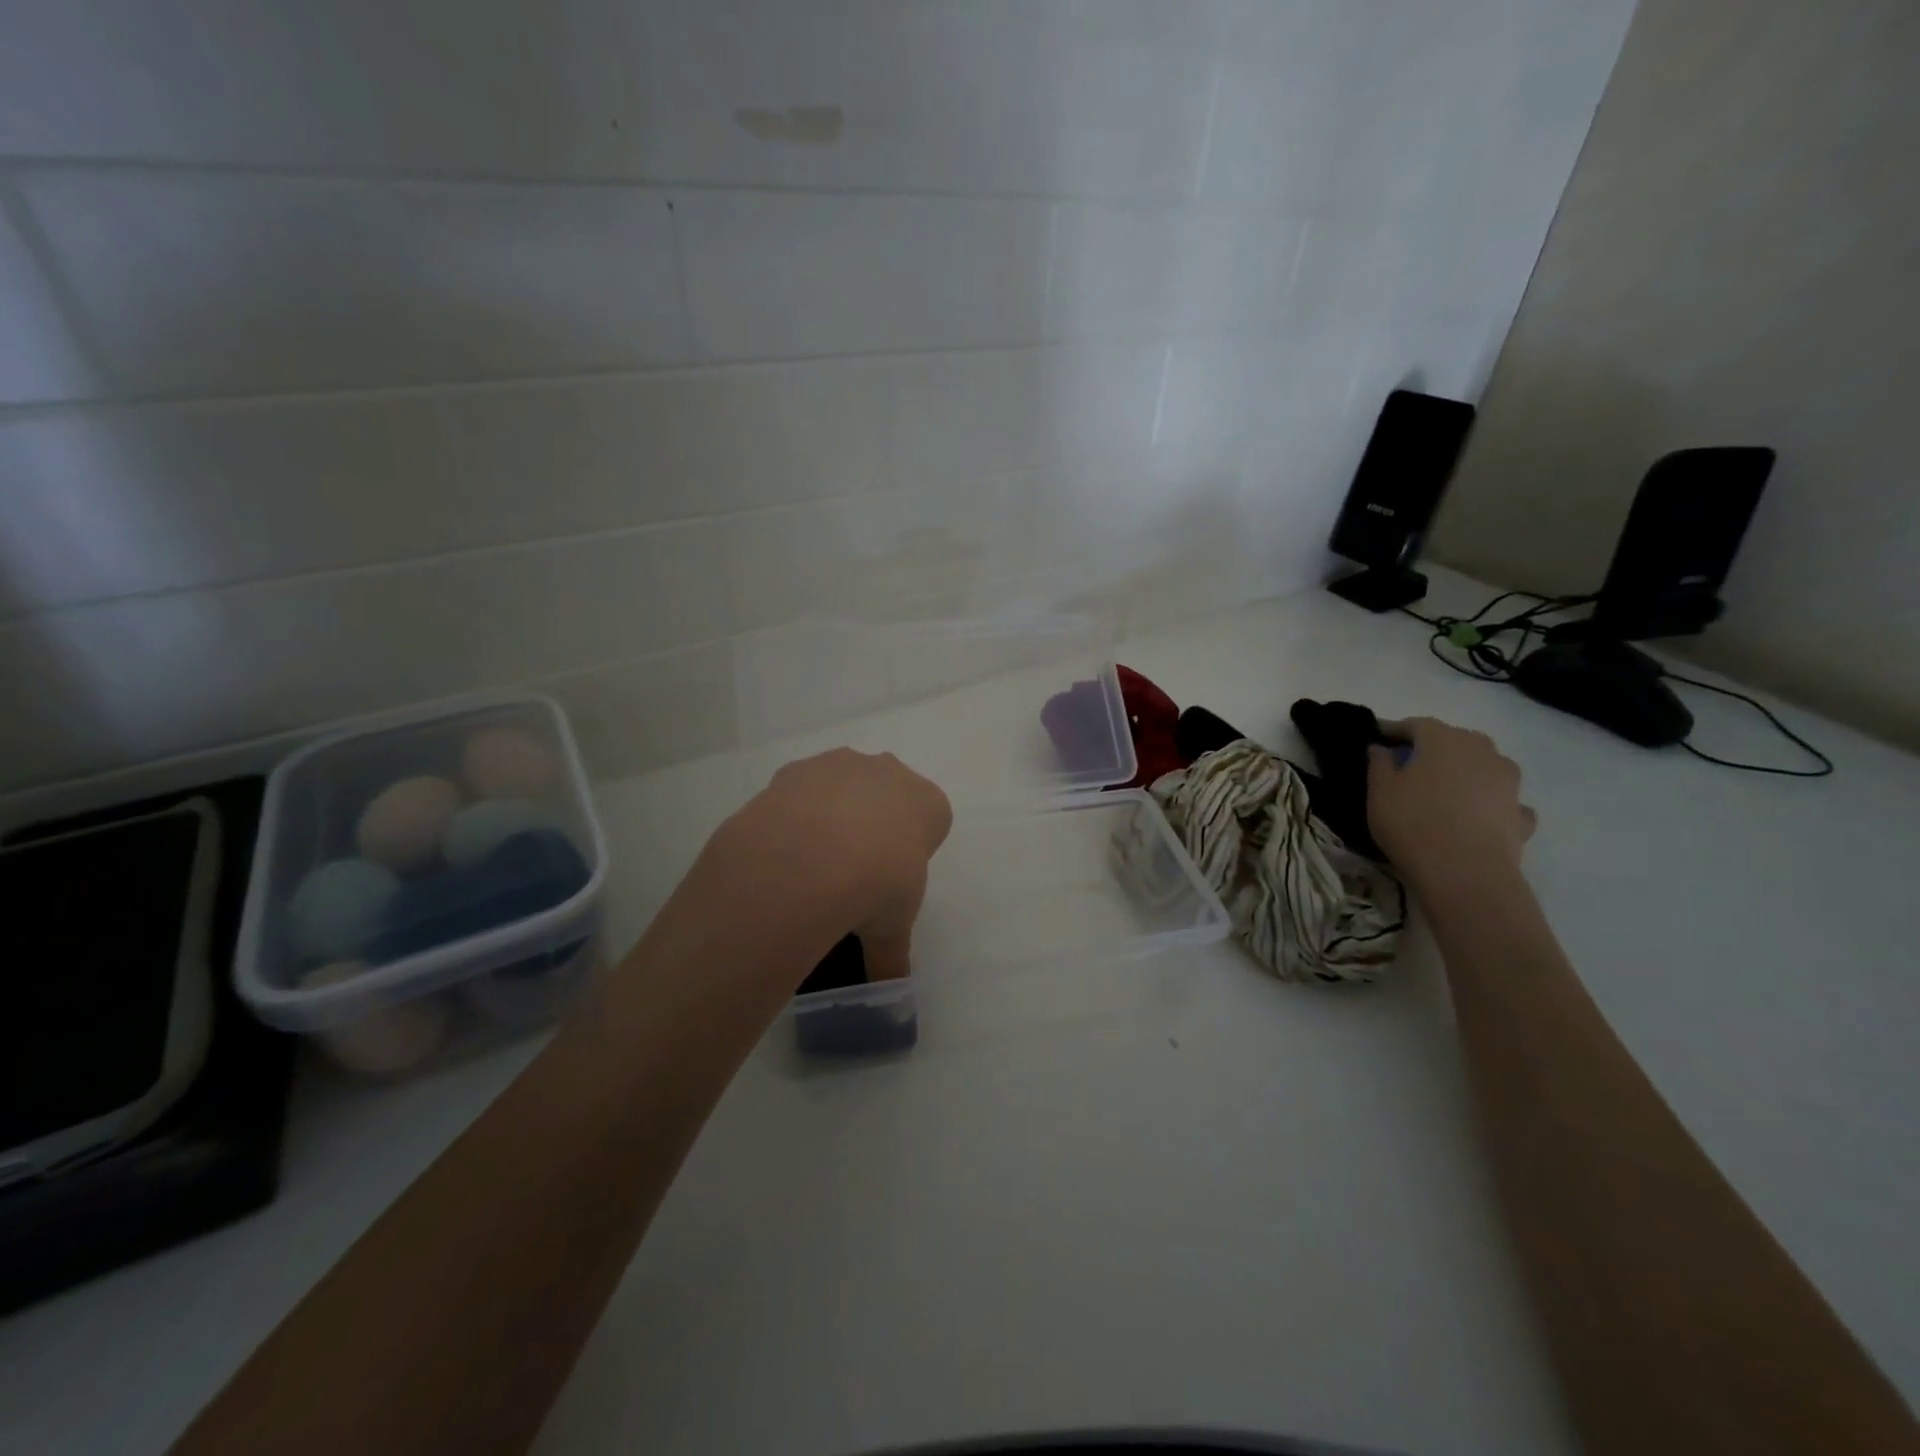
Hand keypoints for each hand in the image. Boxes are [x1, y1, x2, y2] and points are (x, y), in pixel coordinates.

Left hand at [702, 748, 952, 982]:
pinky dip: (794, 816)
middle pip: (886, 795)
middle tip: (852, 872)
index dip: (911, 850)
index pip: (930, 819)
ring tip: (810, 866)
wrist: (810, 858)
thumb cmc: (876, 886)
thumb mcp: (892, 930)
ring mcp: (841, 765)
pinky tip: (782, 851)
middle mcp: (889, 772)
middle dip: (873, 825)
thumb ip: (893, 954)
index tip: (891, 880)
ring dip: (831, 816)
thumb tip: (889, 992)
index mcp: (928, 804)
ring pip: (842, 787)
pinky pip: (800, 792)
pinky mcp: (797, 769)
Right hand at [1366, 717, 1535, 895]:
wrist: (1465, 873)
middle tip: (1411, 766)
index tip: (1378, 740)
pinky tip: (1477, 818)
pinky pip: (1503, 801)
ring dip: (1466, 773)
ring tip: (1446, 792)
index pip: (1416, 724)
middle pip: (1455, 741)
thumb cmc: (1412, 823)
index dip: (1395, 731)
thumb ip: (1379, 764)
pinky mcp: (1521, 814)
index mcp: (1443, 740)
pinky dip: (1490, 804)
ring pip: (1484, 767)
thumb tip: (1381, 748)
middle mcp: (1482, 751)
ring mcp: (1509, 782)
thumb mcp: (1379, 792)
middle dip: (1433, 749)